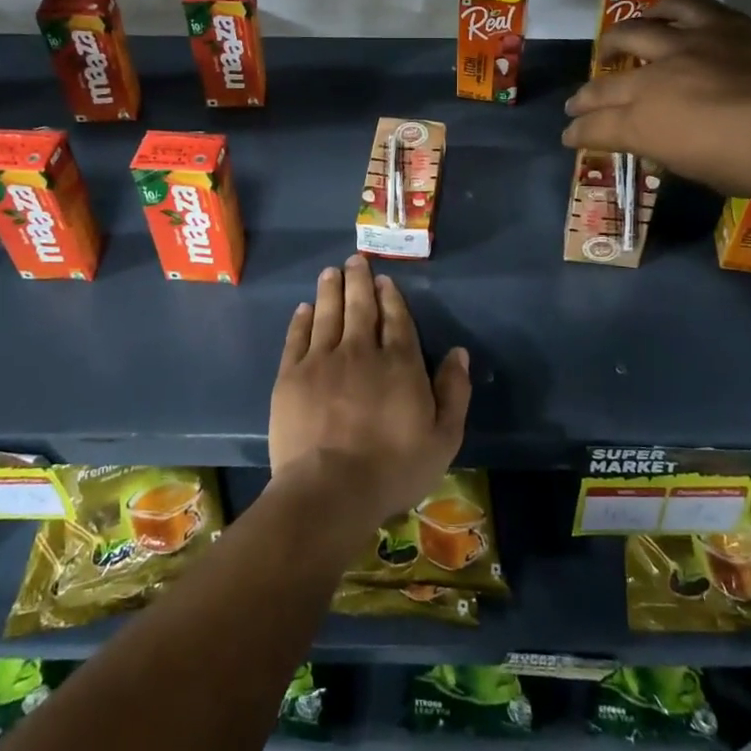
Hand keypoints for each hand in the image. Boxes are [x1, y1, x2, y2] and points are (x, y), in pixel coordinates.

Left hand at [268, 254, 471, 528]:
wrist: (329, 490)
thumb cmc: (393, 468)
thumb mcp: (443, 438)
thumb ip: (454, 391)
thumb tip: (459, 352)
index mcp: (400, 364)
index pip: (397, 319)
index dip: (391, 297)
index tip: (385, 280)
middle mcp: (361, 351)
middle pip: (360, 307)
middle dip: (359, 281)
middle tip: (355, 260)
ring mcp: (323, 361)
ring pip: (328, 314)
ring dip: (331, 290)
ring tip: (332, 272)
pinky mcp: (292, 376)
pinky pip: (298, 337)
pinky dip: (302, 319)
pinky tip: (305, 307)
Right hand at [562, 0, 750, 199]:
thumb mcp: (697, 170)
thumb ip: (664, 148)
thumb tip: (652, 138)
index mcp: (646, 125)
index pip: (596, 128)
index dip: (578, 134)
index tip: (570, 137)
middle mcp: (655, 80)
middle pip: (605, 86)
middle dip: (584, 98)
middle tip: (577, 105)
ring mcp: (686, 45)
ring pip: (632, 33)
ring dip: (613, 44)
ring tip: (609, 49)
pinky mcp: (718, 23)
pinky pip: (680, 5)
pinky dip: (660, 10)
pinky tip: (657, 15)